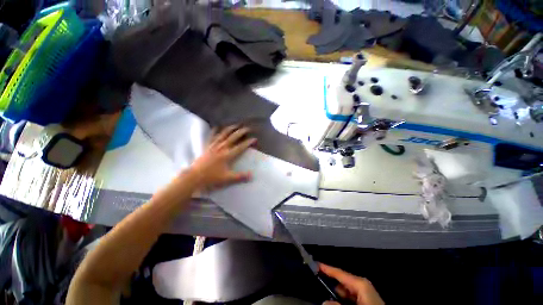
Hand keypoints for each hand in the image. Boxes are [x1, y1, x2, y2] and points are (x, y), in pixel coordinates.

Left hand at [189, 125, 255, 189]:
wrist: (194, 176)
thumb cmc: (211, 177)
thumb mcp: (227, 178)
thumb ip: (240, 176)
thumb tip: (252, 175)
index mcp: (227, 155)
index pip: (240, 147)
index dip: (248, 142)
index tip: (254, 139)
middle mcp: (221, 148)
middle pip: (233, 137)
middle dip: (241, 132)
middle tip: (248, 128)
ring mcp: (214, 146)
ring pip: (223, 134)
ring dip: (230, 129)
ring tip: (236, 125)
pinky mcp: (207, 146)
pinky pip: (212, 136)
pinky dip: (215, 131)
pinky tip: (217, 127)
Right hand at [320, 263, 383, 304]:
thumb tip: (323, 302)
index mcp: (360, 283)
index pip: (339, 272)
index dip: (326, 268)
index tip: (315, 264)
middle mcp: (361, 285)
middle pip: (340, 283)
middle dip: (330, 286)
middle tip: (318, 285)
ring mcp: (364, 293)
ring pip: (345, 292)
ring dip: (336, 295)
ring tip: (327, 297)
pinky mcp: (365, 300)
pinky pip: (350, 298)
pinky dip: (342, 300)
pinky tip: (336, 302)